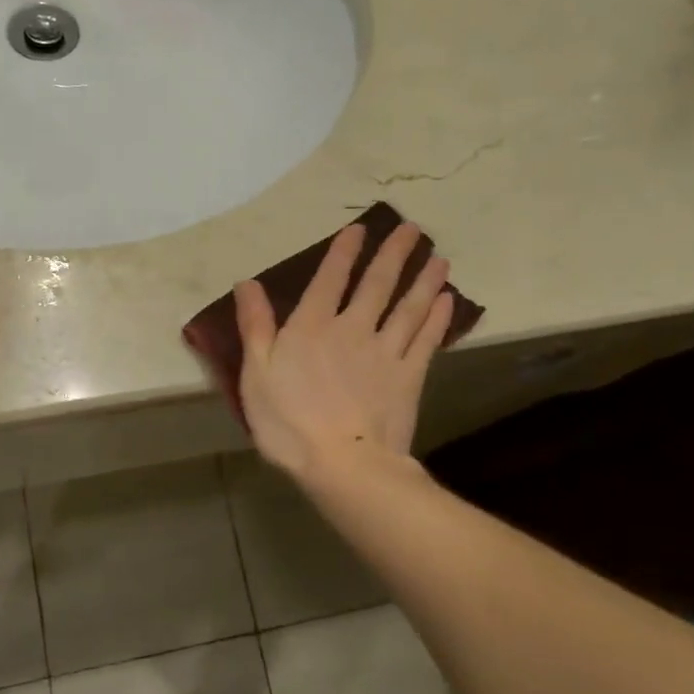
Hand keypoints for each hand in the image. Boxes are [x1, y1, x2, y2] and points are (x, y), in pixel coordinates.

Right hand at [233, 222, 454, 478]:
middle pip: (377, 284)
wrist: (343, 464)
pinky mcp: (408, 377)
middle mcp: (352, 329)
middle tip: (412, 229)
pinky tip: (446, 301)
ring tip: (438, 257)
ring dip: (423, 280)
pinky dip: (437, 318)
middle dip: (394, 254)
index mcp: (312, 327)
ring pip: (408, 307)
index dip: (344, 252)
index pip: (329, 279)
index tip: (360, 229)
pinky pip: (425, 339)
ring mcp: (385, 352)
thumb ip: (254, 325)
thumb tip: (248, 283)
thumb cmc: (288, 421)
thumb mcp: (255, 373)